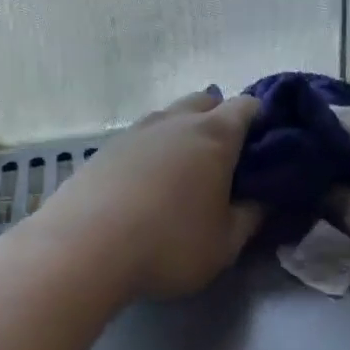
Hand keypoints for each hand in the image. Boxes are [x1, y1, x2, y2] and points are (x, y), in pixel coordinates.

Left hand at [32, 90, 262, 300]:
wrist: (84, 248)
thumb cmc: (169, 245)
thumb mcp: (225, 244)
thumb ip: (251, 217)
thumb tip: (262, 199)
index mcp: (214, 136)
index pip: (247, 107)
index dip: (261, 121)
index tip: (265, 147)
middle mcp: (174, 122)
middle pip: (204, 101)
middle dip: (219, 119)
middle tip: (224, 160)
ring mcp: (133, 132)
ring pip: (167, 118)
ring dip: (181, 134)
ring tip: (182, 173)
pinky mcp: (102, 151)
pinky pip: (137, 140)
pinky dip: (149, 153)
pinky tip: (144, 185)